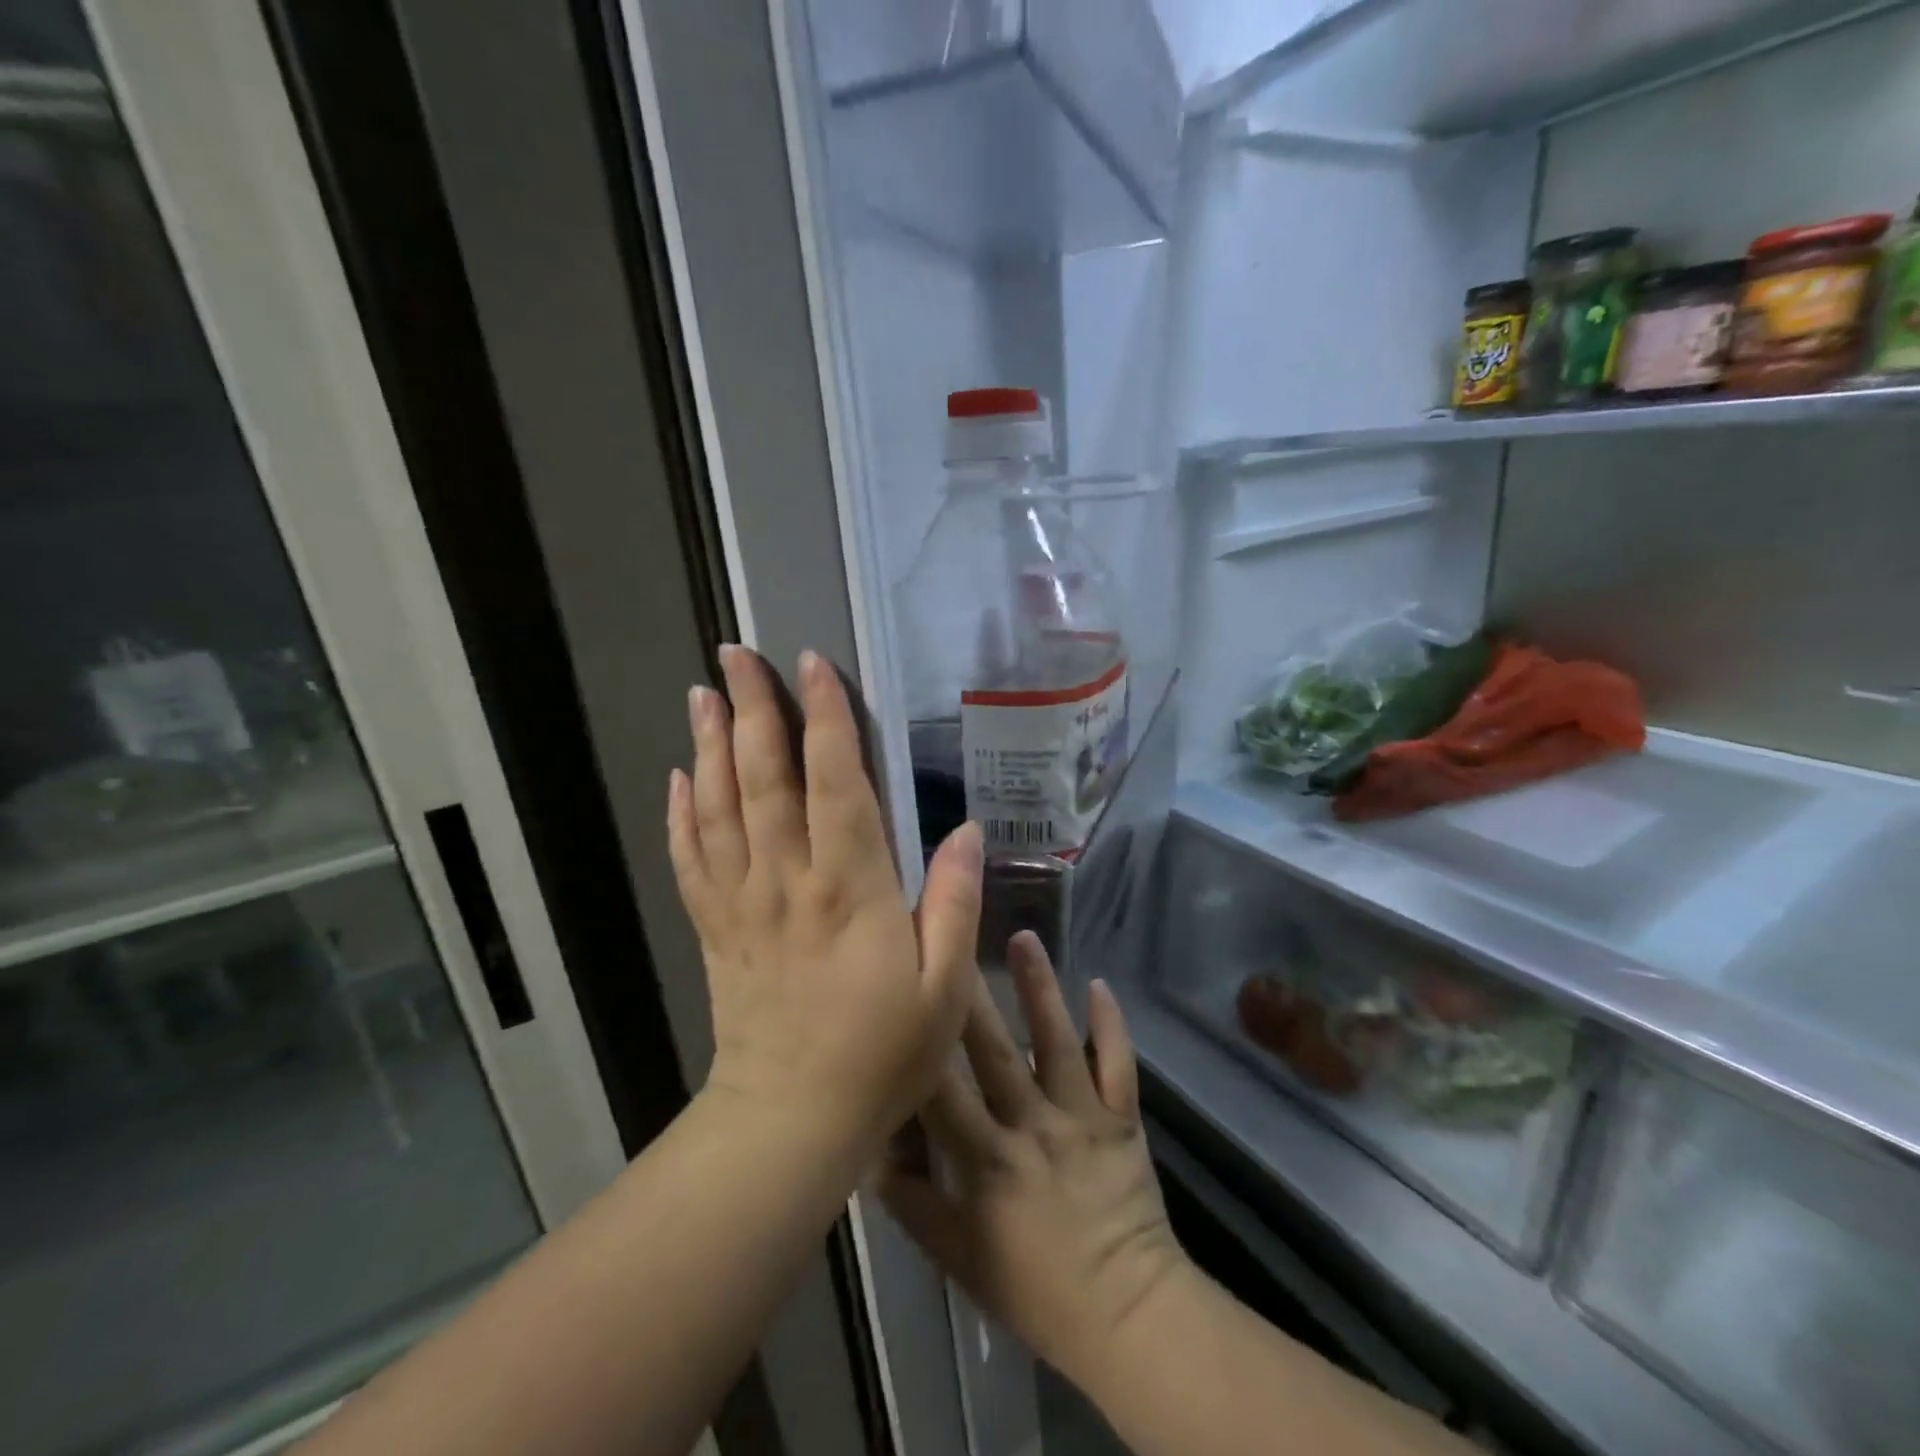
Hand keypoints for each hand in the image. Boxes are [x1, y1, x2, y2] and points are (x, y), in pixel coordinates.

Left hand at [668, 645, 982, 1157]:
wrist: (791, 1120)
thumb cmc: (881, 1053)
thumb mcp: (944, 986)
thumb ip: (955, 901)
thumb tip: (968, 830)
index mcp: (849, 886)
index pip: (834, 780)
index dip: (825, 717)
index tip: (813, 664)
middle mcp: (787, 878)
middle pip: (764, 776)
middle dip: (752, 708)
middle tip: (734, 654)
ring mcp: (741, 901)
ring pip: (719, 806)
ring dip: (710, 744)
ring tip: (702, 694)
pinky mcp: (715, 927)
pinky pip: (690, 858)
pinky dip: (682, 813)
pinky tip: (680, 777)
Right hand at [880, 933, 1187, 1389]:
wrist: (1128, 1317)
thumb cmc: (1035, 1290)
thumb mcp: (957, 1257)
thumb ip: (912, 1203)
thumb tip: (870, 1150)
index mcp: (986, 1160)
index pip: (941, 1089)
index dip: (920, 1040)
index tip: (903, 990)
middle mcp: (1031, 1126)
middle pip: (994, 1050)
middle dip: (971, 994)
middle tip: (954, 937)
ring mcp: (1081, 1117)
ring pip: (1056, 1042)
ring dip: (1040, 989)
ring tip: (1025, 938)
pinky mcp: (1122, 1119)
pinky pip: (1117, 1065)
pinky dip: (1110, 1025)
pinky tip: (1100, 984)